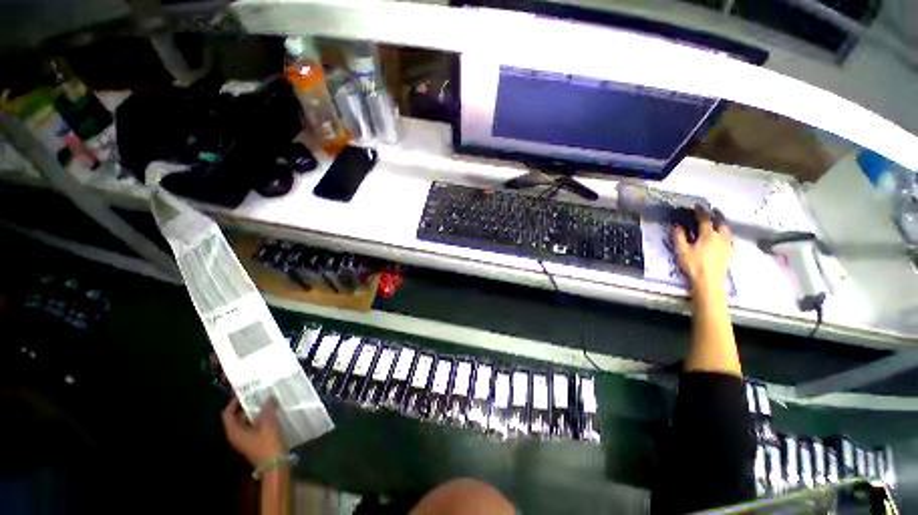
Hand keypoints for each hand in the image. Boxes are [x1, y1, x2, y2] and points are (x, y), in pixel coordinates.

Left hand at [222, 397, 284, 465]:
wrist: (275, 464)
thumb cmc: (267, 444)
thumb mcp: (269, 423)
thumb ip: (268, 408)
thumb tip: (269, 397)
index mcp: (234, 431)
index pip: (227, 414)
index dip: (234, 402)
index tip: (246, 392)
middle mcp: (236, 435)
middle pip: (237, 417)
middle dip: (247, 405)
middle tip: (259, 395)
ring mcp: (244, 440)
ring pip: (246, 421)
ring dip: (255, 411)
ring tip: (268, 401)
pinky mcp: (253, 441)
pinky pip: (253, 426)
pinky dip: (260, 418)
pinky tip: (272, 413)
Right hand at [673, 207, 732, 295]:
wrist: (709, 281)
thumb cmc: (693, 265)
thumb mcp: (682, 250)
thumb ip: (679, 237)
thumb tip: (677, 226)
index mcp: (708, 234)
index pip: (705, 219)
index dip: (700, 212)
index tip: (696, 206)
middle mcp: (721, 237)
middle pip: (720, 223)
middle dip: (715, 216)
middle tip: (710, 212)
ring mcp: (728, 245)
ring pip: (727, 231)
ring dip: (721, 225)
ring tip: (717, 223)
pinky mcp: (730, 253)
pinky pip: (730, 240)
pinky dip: (725, 235)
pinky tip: (723, 238)